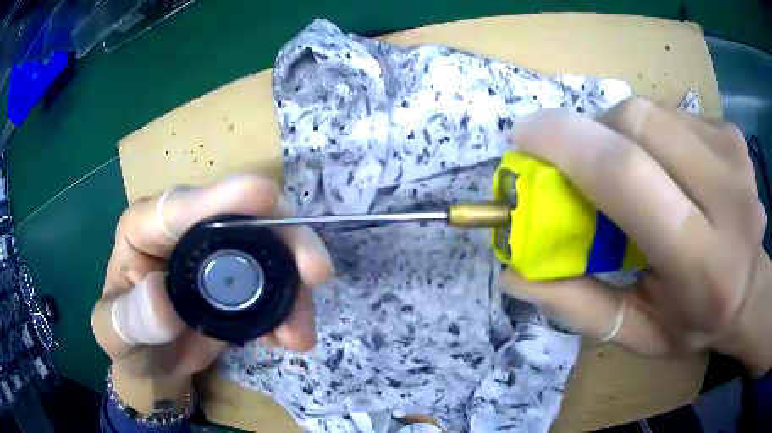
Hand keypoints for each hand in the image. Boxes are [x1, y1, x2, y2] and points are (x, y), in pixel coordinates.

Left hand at [91, 175, 333, 380]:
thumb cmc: (125, 337)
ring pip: (270, 253)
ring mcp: (219, 255)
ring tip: (300, 334)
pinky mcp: (241, 281)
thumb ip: (130, 318)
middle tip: (316, 270)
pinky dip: (290, 310)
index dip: (222, 197)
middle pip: (243, 219)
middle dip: (285, 239)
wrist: (150, 359)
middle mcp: (188, 230)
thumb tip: (160, 297)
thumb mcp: (115, 333)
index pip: (181, 206)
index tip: (266, 195)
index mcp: (146, 228)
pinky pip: (275, 287)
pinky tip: (289, 337)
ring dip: (294, 288)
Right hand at [501, 98, 771, 376]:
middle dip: (592, 134)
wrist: (749, 291)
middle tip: (580, 163)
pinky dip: (651, 132)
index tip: (525, 138)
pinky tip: (664, 165)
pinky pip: (672, 113)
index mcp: (705, 266)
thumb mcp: (636, 333)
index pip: (629, 176)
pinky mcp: (732, 135)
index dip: (567, 143)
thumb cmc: (694, 322)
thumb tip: (512, 270)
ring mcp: (735, 157)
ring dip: (622, 133)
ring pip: (651, 111)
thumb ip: (578, 306)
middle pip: (638, 124)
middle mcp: (729, 200)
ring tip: (630, 171)